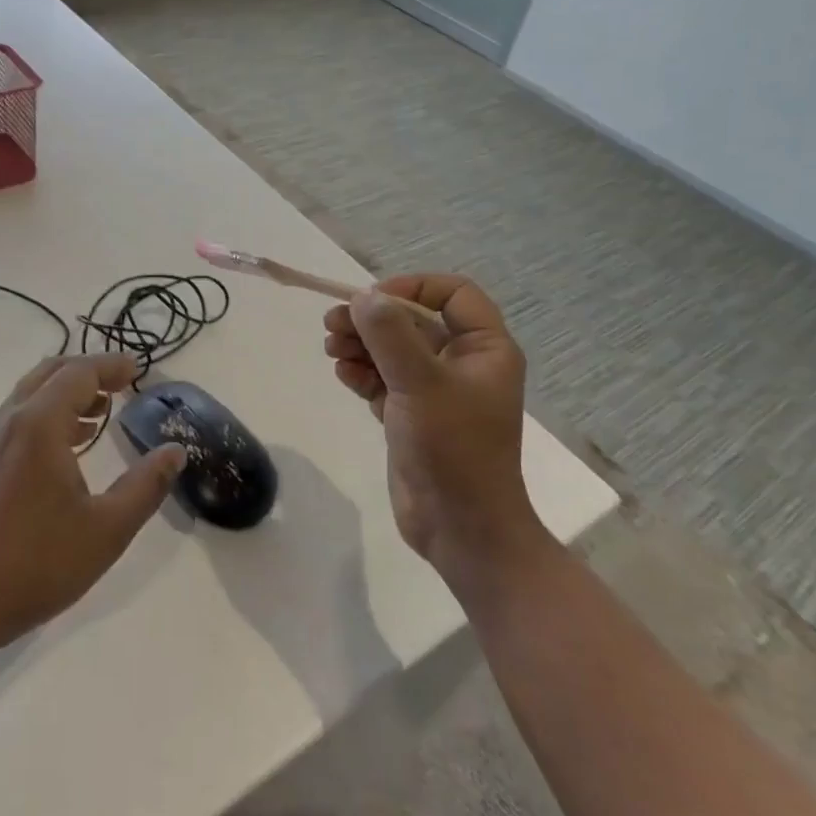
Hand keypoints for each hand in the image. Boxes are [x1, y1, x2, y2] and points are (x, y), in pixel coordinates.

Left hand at [0, 353, 185, 651]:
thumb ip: (146, 485)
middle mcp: (9, 421)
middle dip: (88, 372)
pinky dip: (48, 414)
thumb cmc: (39, 563)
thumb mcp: (108, 528)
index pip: (79, 374)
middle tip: (122, 384)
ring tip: (101, 411)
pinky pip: (18, 418)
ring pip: (31, 395)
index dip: (111, 367)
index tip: (139, 370)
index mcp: (38, 424)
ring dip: (67, 393)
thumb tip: (176, 451)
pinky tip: (70, 445)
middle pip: (51, 374)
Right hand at [323, 274, 547, 595]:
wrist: (460, 528)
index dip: (412, 287)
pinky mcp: (413, 416)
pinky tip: (342, 373)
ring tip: (330, 348)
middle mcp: (463, 364)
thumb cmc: (453, 449)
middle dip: (373, 319)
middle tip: (332, 323)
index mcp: (485, 349)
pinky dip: (362, 372)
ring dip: (361, 344)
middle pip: (414, 321)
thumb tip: (362, 297)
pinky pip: (384, 380)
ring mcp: (436, 391)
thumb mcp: (420, 383)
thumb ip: (389, 335)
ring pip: (394, 351)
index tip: (372, 300)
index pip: (453, 294)